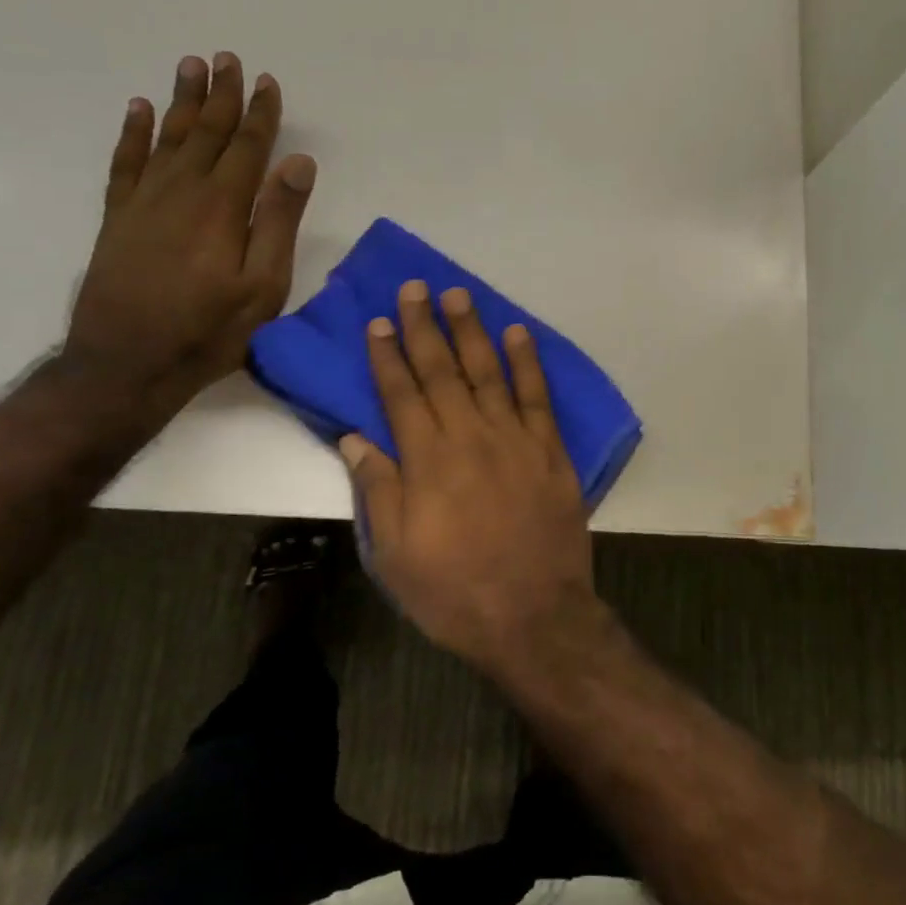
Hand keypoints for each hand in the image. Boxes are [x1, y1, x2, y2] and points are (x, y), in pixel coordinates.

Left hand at [64, 52, 316, 415]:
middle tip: (228, 58)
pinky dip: (132, 132)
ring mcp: (144, 201)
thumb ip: (279, 221)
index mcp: (223, 206)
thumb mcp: (264, 285)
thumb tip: (298, 164)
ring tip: (191, 66)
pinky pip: (125, 161)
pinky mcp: (117, 217)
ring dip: (181, 100)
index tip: (268, 82)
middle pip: (206, 132)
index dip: (261, 114)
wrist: (125, 364)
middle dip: (222, 95)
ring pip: (167, 137)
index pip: (248, 147)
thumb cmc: (209, 330)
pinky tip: (138, 109)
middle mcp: (182, 191)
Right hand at [342, 280, 594, 668]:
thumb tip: (354, 436)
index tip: (378, 322)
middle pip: (443, 371)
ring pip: (488, 372)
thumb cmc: (454, 591)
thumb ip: (377, 488)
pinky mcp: (550, 450)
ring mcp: (515, 439)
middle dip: (424, 327)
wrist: (534, 615)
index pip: (401, 394)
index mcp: (427, 461)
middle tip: (415, 288)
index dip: (387, 356)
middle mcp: (470, 437)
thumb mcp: (395, 553)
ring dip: (472, 331)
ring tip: (458, 295)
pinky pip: (537, 397)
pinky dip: (528, 362)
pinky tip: (518, 333)